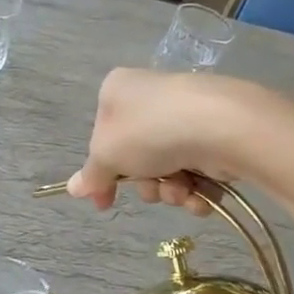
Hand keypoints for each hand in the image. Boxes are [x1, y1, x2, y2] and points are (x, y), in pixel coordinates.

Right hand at [63, 69, 260, 213]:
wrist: (220, 125)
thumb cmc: (149, 132)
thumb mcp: (106, 155)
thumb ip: (91, 175)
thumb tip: (73, 188)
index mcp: (117, 91)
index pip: (101, 137)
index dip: (103, 174)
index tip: (104, 202)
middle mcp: (151, 98)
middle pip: (137, 157)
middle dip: (146, 185)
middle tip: (154, 189)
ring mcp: (185, 115)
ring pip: (168, 169)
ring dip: (172, 191)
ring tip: (182, 190)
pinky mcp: (216, 133)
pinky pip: (197, 170)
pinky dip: (197, 190)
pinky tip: (201, 195)